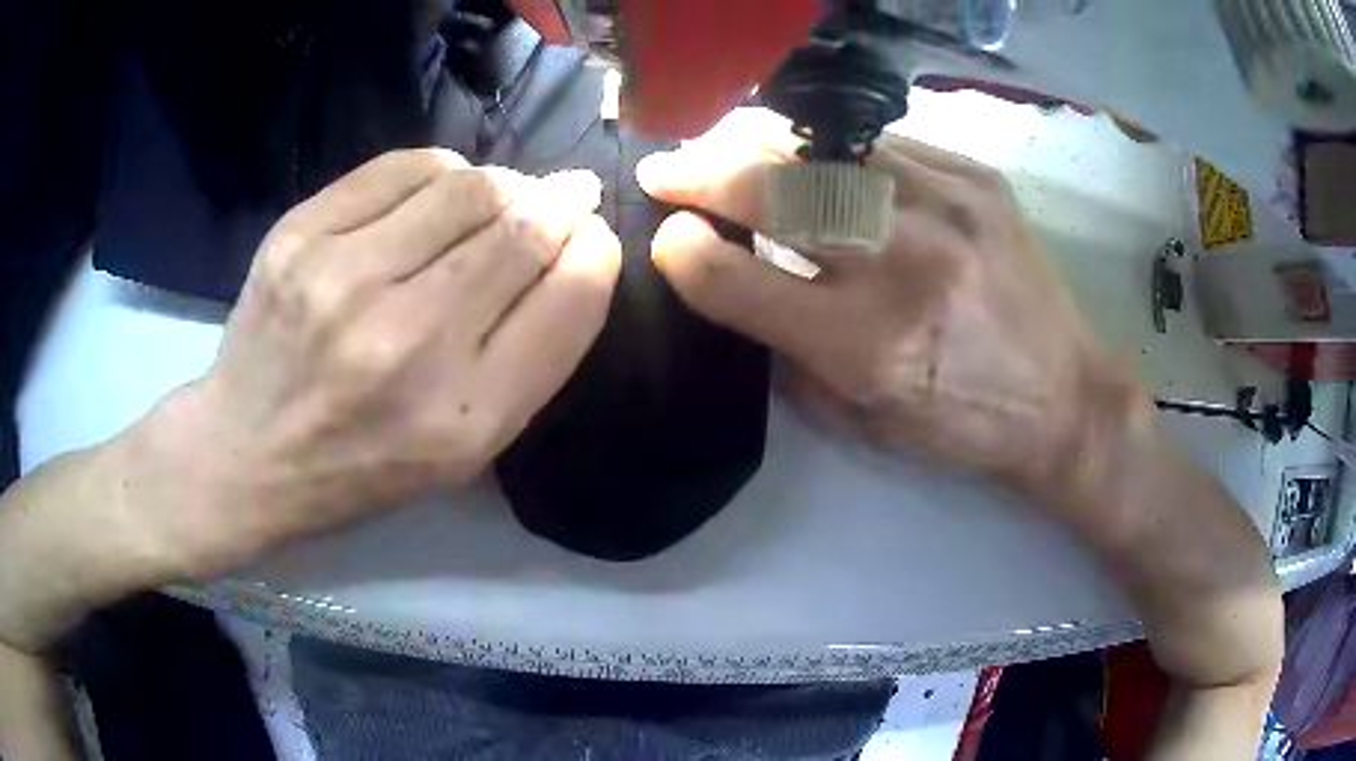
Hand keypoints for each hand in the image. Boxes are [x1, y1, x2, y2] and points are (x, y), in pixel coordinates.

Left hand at [132, 149, 620, 575]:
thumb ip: (531, 353)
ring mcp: (344, 278)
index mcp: (463, 416)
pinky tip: (436, 196)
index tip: (589, 239)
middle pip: (525, 227)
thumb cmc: (362, 467)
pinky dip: (442, 172)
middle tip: (559, 202)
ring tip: (496, 202)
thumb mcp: (465, 450)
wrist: (245, 452)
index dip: (595, 252)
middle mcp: (408, 342)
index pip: (572, 296)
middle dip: (559, 206)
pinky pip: (407, 167)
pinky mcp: (301, 234)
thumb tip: (576, 242)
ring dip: (504, 185)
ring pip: (471, 185)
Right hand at [637, 109, 1134, 502]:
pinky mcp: (978, 180)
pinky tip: (815, 159)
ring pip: (821, 150)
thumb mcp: (864, 420)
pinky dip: (831, 150)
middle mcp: (904, 264)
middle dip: (700, 173)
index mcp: (868, 345)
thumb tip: (732, 285)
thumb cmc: (963, 423)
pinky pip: (880, 145)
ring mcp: (947, 207)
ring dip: (758, 146)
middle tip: (666, 169)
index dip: (684, 253)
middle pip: (774, 192)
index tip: (667, 238)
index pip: (739, 281)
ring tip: (727, 149)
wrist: (1066, 395)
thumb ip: (789, 353)